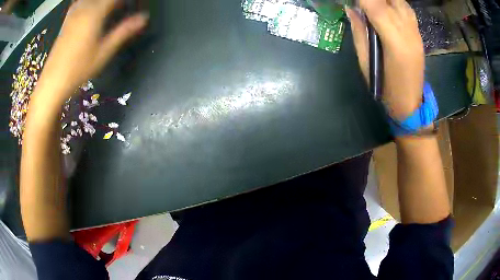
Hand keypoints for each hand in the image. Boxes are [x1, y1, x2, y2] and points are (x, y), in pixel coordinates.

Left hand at [35, 0, 147, 102]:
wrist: (53, 81)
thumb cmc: (78, 68)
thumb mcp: (104, 52)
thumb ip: (123, 31)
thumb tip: (144, 18)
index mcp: (95, 13)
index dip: (125, 1)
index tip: (134, 5)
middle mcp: (84, 7)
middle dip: (114, 2)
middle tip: (122, 8)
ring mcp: (74, 12)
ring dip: (102, 2)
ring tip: (110, 9)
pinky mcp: (67, 19)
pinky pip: (81, 1)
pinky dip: (90, 3)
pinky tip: (92, 9)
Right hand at [346, 0, 424, 119]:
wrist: (410, 103)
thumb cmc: (385, 88)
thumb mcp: (365, 61)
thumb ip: (359, 32)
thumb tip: (351, 9)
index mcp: (394, 43)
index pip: (376, 6)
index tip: (352, 0)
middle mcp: (408, 33)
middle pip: (390, 0)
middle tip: (362, 3)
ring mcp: (416, 33)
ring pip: (400, 1)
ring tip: (373, 4)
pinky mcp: (419, 34)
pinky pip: (407, 9)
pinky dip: (394, 3)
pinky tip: (386, 7)